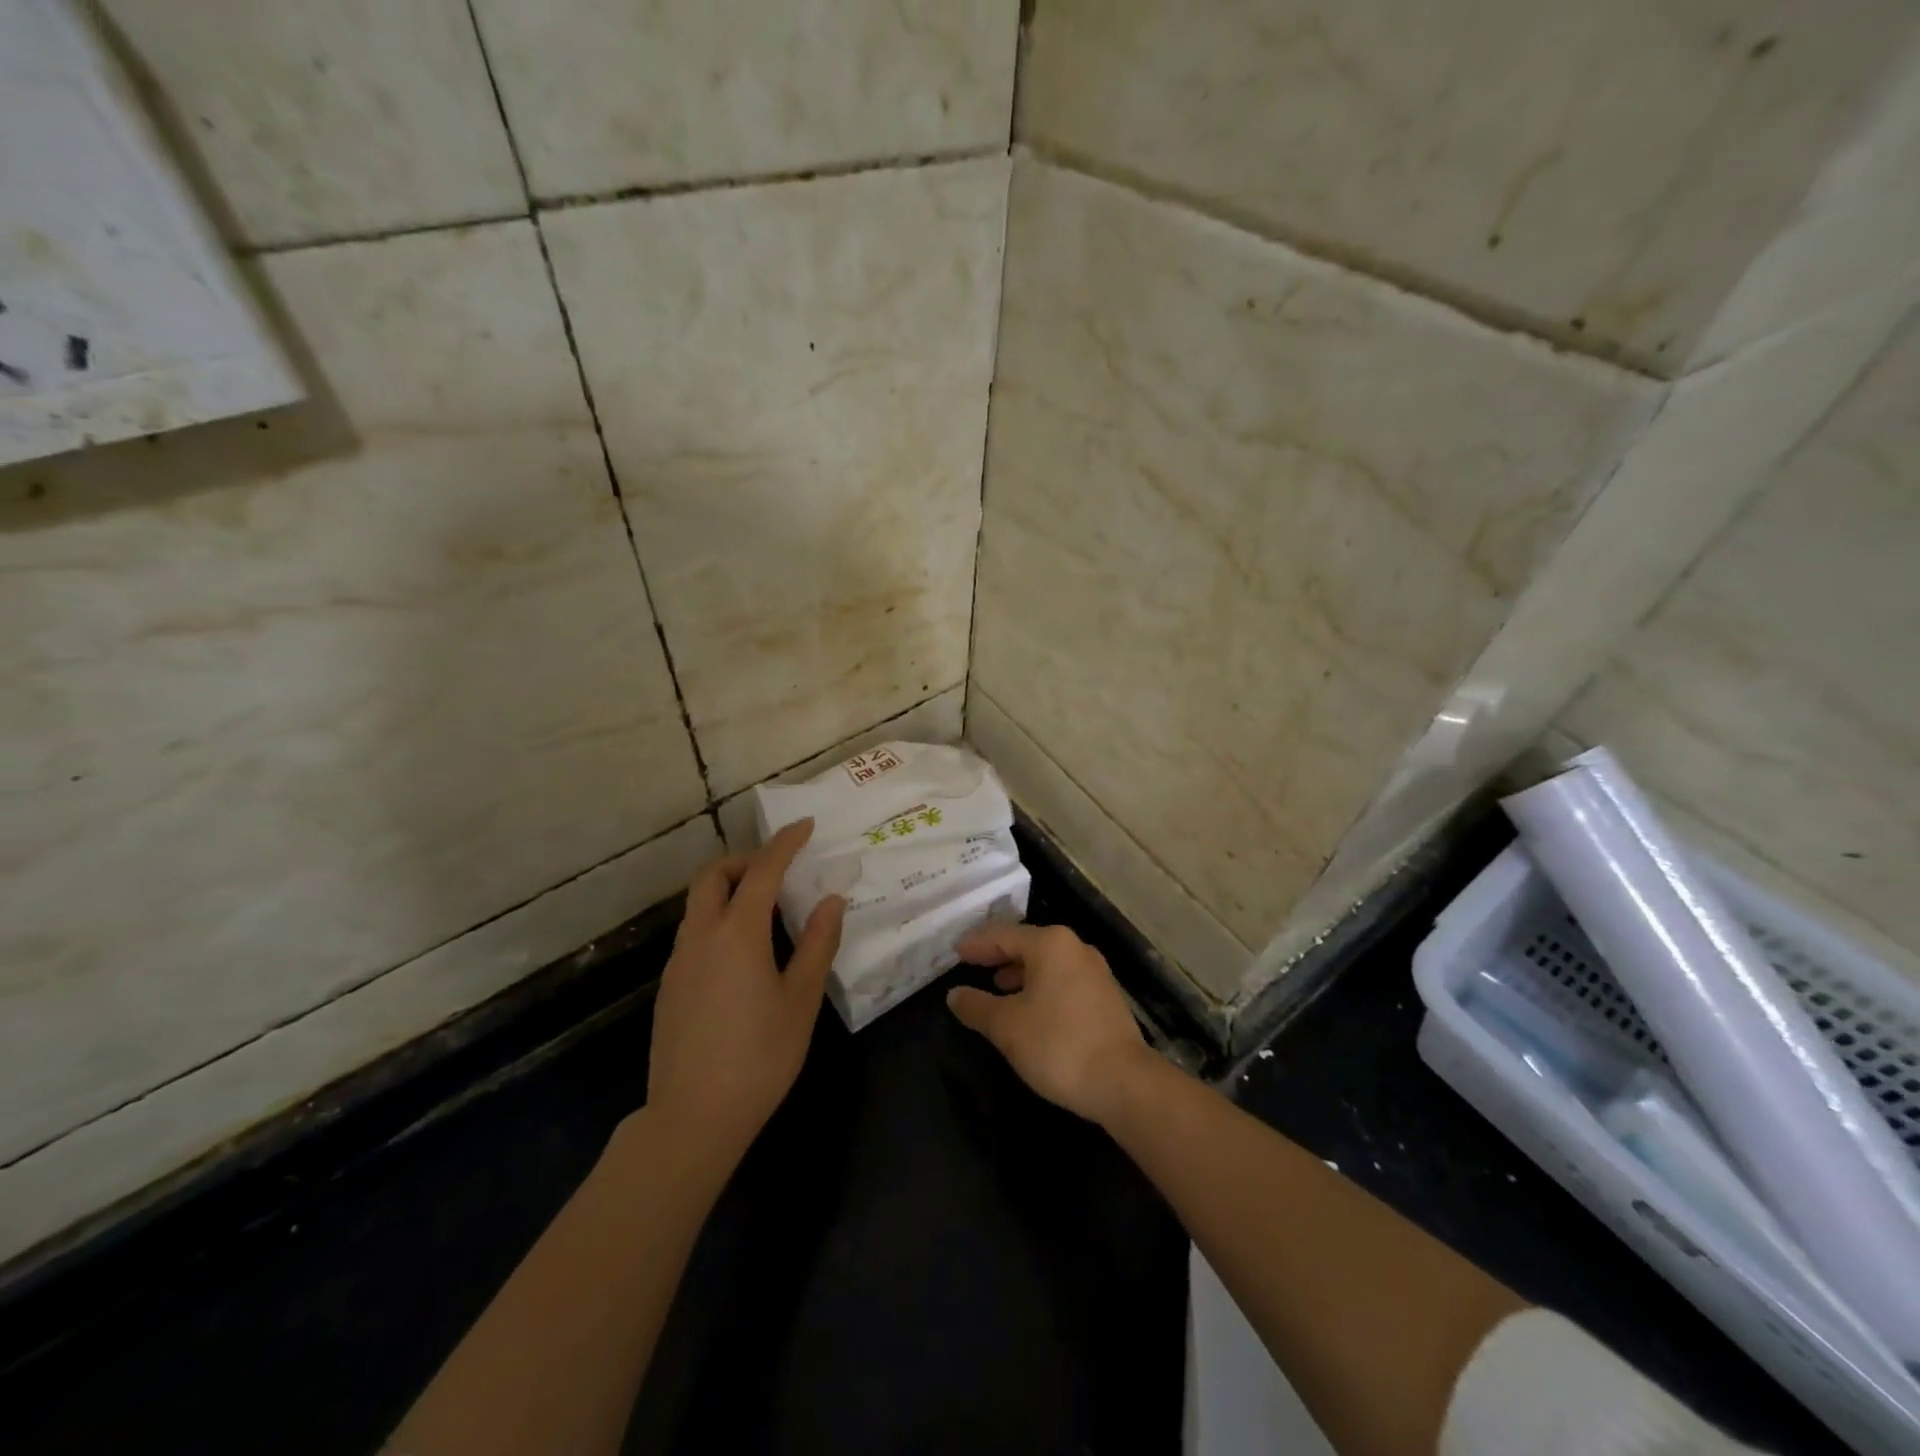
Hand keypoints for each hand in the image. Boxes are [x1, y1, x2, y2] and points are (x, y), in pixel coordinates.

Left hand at [646, 820, 845, 1159]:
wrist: (692, 1118)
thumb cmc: (759, 1056)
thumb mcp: (801, 1000)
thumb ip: (817, 944)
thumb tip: (831, 900)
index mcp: (738, 934)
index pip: (763, 871)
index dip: (785, 843)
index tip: (805, 825)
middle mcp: (701, 937)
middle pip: (713, 876)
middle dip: (745, 861)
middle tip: (779, 870)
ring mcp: (679, 962)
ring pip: (699, 905)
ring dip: (730, 891)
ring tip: (767, 912)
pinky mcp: (669, 987)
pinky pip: (694, 934)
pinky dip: (718, 921)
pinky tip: (743, 955)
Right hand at [946, 923, 1156, 1125]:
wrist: (1124, 1082)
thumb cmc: (1058, 1045)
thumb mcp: (1006, 1026)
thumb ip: (977, 1006)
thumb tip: (955, 995)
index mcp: (1050, 944)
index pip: (1003, 935)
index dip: (977, 944)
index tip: (955, 952)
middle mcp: (1075, 948)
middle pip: (1027, 944)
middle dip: (998, 955)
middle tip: (972, 964)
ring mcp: (1095, 971)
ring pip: (1047, 962)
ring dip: (1020, 971)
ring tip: (997, 987)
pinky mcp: (1105, 996)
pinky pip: (1063, 979)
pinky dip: (1041, 985)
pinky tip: (1030, 1007)